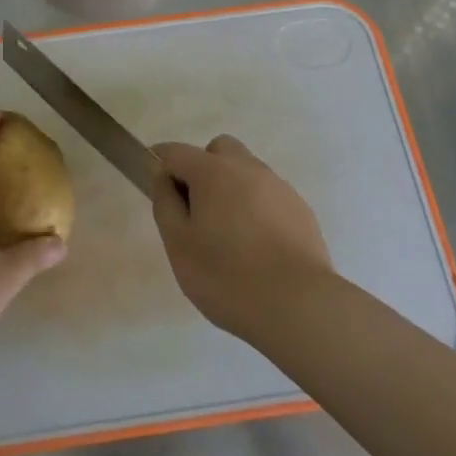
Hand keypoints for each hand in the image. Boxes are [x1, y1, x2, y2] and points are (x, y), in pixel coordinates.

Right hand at [150, 135, 333, 342]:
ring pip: (247, 171)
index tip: (154, 182)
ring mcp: (278, 186)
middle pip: (219, 150)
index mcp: (213, 171)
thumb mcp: (179, 245)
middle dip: (203, 168)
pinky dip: (257, 209)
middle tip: (197, 209)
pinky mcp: (301, 209)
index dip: (160, 162)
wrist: (298, 305)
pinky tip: (257, 247)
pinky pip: (269, 196)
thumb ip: (166, 204)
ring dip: (232, 188)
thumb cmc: (227, 276)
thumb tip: (164, 177)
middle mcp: (248, 168)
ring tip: (229, 235)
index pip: (176, 152)